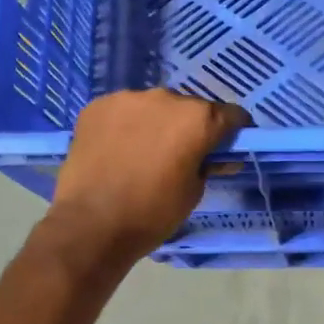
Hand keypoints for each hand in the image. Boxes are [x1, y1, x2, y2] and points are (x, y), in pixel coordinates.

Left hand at [44, 88, 249, 265]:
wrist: (91, 224)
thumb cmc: (152, 213)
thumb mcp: (194, 193)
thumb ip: (207, 166)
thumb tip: (213, 157)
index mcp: (197, 119)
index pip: (230, 114)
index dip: (232, 131)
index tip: (225, 147)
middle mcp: (166, 98)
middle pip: (189, 108)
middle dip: (189, 128)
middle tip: (179, 155)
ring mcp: (127, 98)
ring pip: (153, 107)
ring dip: (155, 124)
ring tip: (142, 153)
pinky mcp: (97, 106)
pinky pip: (122, 111)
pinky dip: (125, 126)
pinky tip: (116, 151)